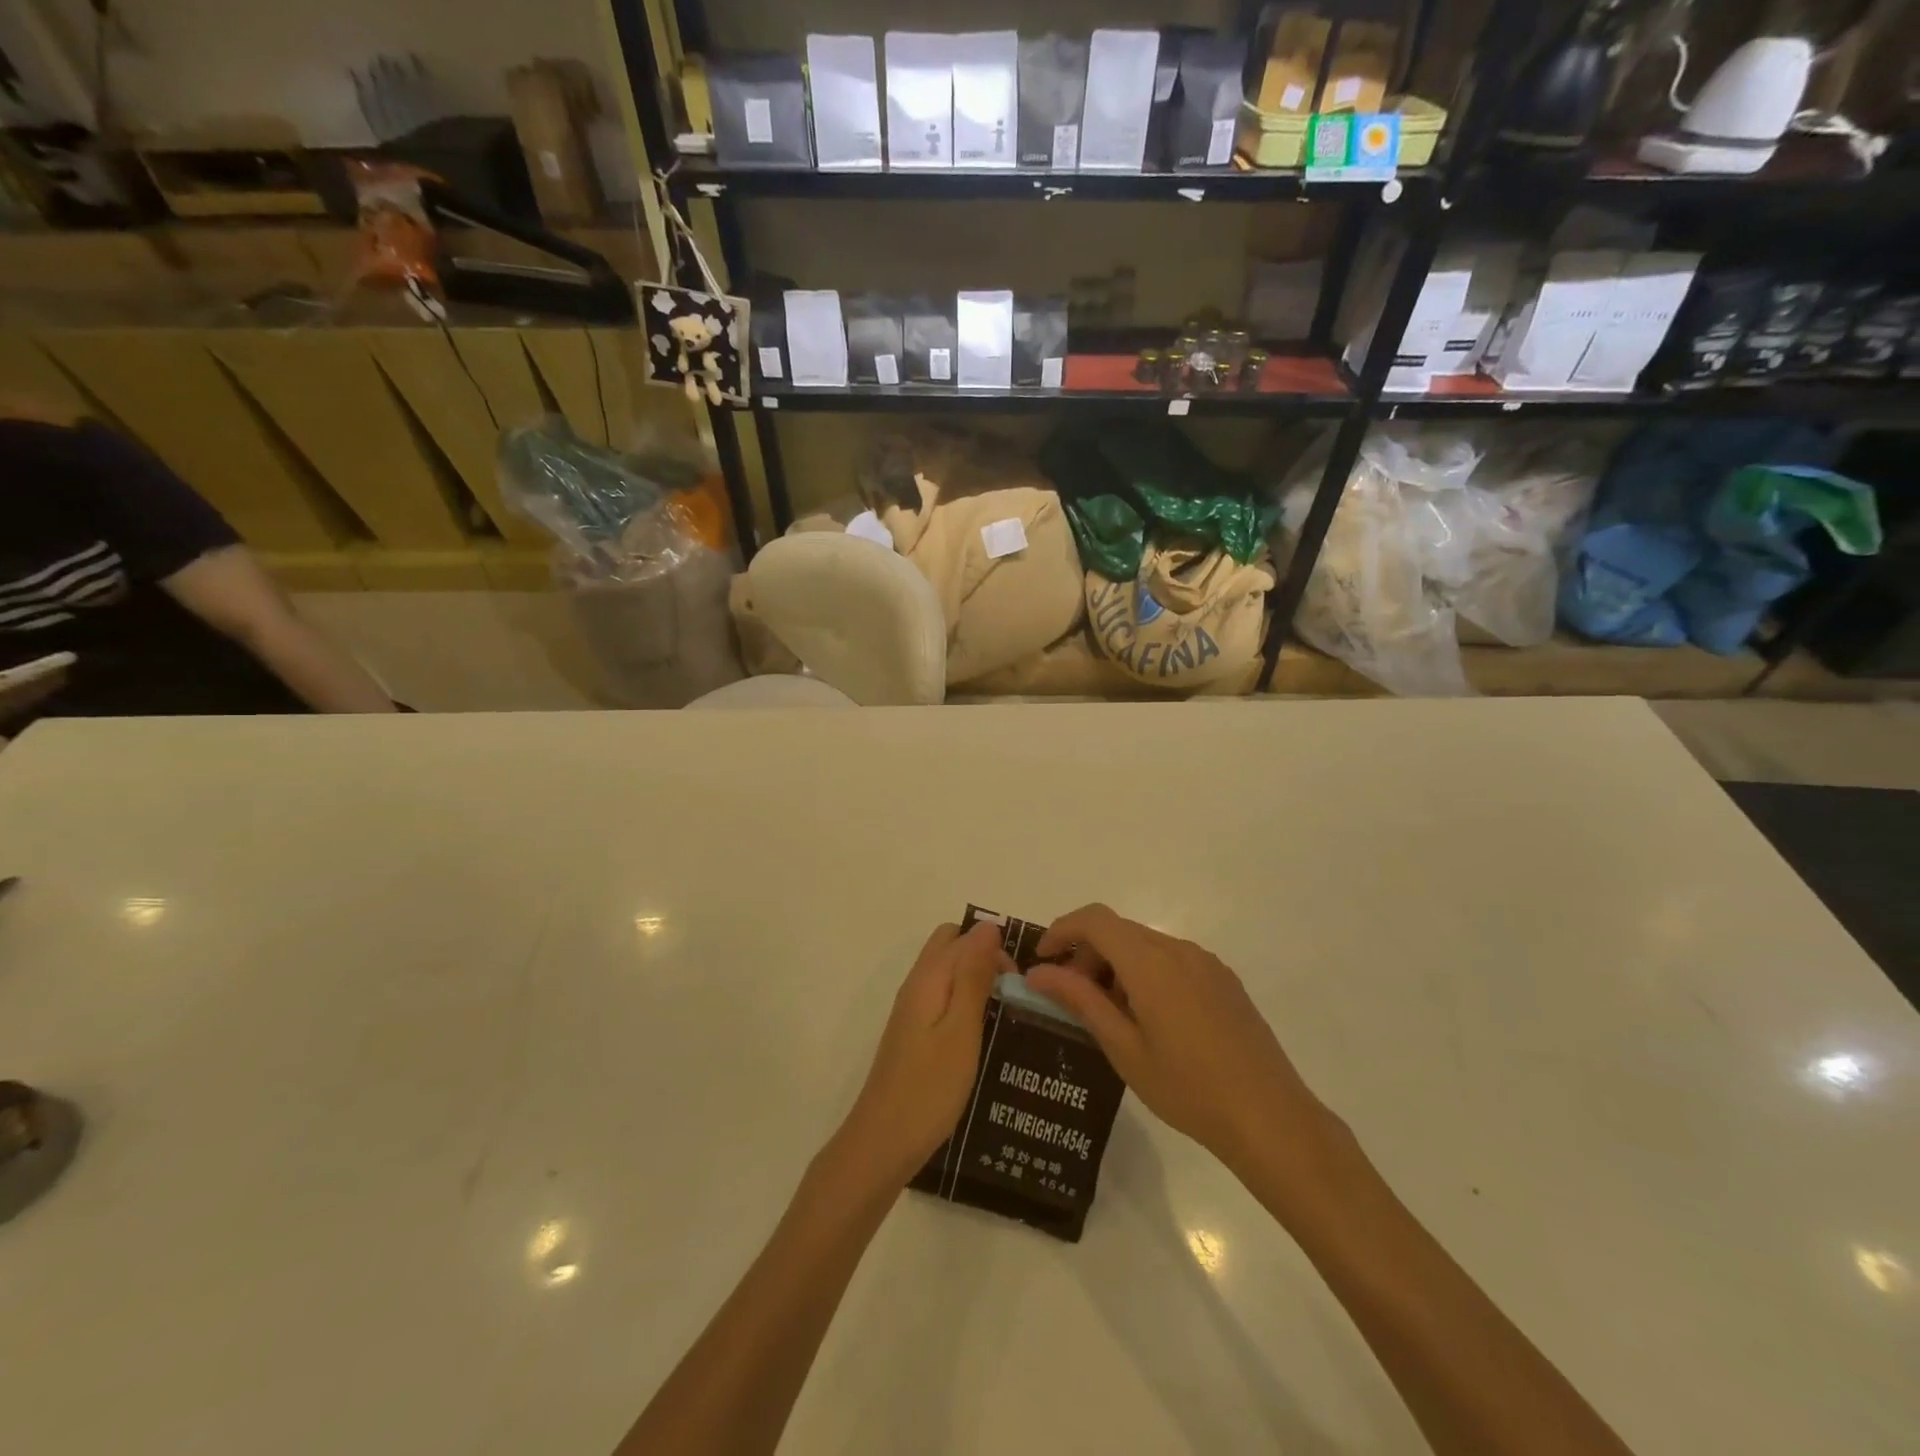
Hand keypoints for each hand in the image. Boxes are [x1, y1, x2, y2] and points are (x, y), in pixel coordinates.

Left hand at [835, 923, 1011, 1187]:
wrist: (883, 1143)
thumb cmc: (929, 1087)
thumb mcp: (961, 1029)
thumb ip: (974, 976)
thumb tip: (988, 927)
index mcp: (928, 978)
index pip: (963, 936)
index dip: (995, 946)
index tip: (1024, 979)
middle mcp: (916, 986)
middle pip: (950, 947)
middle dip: (984, 955)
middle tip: (1014, 990)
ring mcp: (912, 1011)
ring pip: (947, 973)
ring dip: (976, 979)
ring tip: (1008, 1010)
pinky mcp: (914, 1034)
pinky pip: (943, 998)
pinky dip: (965, 1002)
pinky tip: (984, 1031)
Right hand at [1027, 905, 1329, 1175]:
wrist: (1270, 1118)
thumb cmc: (1188, 1089)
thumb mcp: (1123, 1048)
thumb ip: (1080, 1001)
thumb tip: (1039, 973)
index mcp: (1151, 963)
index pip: (1095, 920)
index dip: (1062, 930)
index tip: (1043, 961)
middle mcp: (1179, 949)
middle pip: (1119, 930)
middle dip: (1086, 953)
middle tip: (1071, 997)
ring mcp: (1206, 962)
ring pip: (1145, 944)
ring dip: (1116, 964)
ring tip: (1108, 1014)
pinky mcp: (1223, 979)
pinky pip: (1171, 959)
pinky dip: (1144, 972)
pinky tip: (1147, 1018)